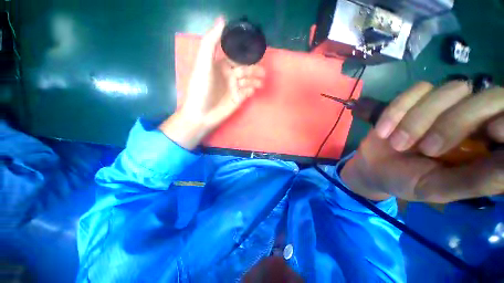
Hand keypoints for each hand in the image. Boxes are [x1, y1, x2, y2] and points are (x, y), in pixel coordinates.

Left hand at [160, 17, 264, 149]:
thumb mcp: (203, 64)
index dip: (246, 53)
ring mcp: (234, 88)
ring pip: (248, 80)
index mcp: (220, 65)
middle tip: (262, 70)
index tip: (256, 50)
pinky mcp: (238, 99)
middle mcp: (228, 75)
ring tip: (261, 81)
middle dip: (254, 68)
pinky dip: (251, 90)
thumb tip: (222, 19)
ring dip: (255, 79)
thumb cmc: (201, 89)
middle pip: (245, 68)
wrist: (201, 114)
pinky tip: (253, 90)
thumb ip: (211, 42)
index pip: (236, 56)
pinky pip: (247, 92)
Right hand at [341, 81, 503, 202]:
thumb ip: (476, 180)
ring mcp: (445, 104)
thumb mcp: (439, 188)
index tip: (495, 132)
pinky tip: (382, 131)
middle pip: (485, 98)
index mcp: (487, 144)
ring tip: (397, 144)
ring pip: (450, 90)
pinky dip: (396, 111)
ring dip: (418, 120)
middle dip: (454, 123)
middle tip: (426, 149)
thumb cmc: (407, 181)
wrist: (373, 167)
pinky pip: (415, 91)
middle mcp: (474, 118)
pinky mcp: (416, 98)